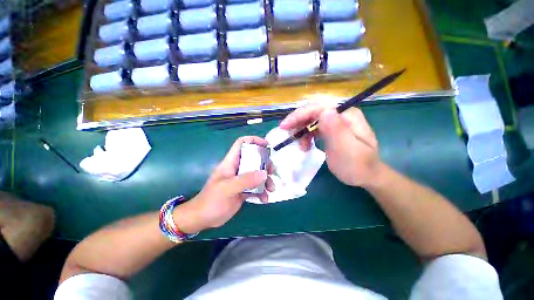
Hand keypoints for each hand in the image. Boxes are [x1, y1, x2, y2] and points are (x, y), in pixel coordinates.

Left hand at [174, 136, 274, 233]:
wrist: (202, 219)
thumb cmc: (211, 201)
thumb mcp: (227, 189)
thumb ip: (245, 180)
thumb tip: (264, 173)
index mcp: (231, 163)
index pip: (241, 144)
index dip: (253, 140)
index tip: (266, 145)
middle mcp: (237, 169)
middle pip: (254, 159)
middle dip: (265, 164)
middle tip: (272, 171)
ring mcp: (241, 180)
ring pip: (257, 174)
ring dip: (266, 180)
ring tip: (271, 189)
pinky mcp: (244, 191)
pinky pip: (256, 187)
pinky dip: (262, 192)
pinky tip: (264, 199)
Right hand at [280, 104, 380, 187]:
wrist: (366, 176)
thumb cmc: (358, 166)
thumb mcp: (347, 150)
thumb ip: (337, 130)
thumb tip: (324, 111)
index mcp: (347, 115)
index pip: (319, 107)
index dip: (300, 115)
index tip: (285, 126)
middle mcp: (341, 115)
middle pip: (313, 112)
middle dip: (298, 122)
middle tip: (288, 134)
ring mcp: (336, 122)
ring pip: (311, 120)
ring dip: (302, 131)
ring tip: (301, 146)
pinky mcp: (331, 130)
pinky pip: (314, 128)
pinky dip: (306, 136)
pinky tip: (305, 145)